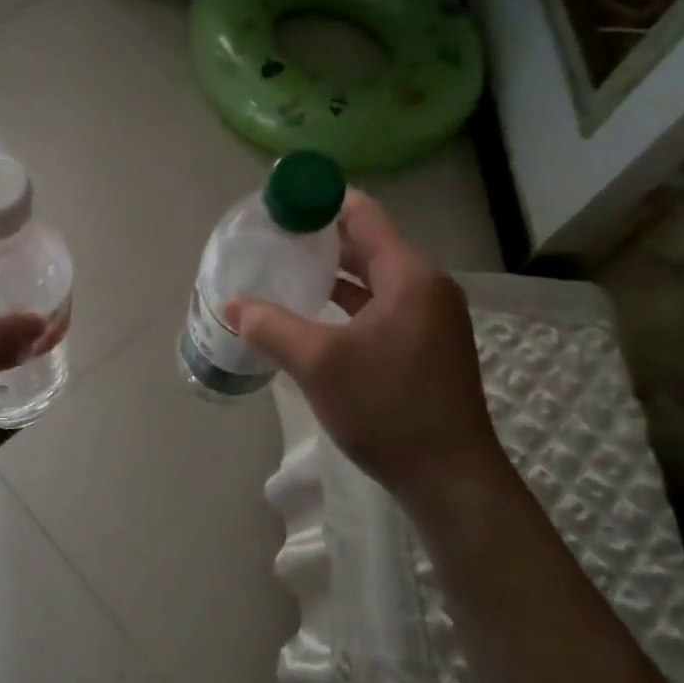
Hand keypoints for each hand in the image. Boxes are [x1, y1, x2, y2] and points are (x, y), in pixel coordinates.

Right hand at [225, 189, 503, 504]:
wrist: (451, 480)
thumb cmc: (387, 409)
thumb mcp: (318, 364)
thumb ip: (271, 327)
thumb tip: (232, 306)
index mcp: (409, 276)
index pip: (363, 215)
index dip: (321, 202)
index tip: (281, 204)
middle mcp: (427, 287)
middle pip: (369, 243)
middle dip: (322, 237)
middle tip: (274, 237)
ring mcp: (431, 318)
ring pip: (375, 277)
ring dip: (335, 272)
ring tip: (288, 269)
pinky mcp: (428, 345)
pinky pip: (383, 305)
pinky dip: (350, 301)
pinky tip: (316, 313)